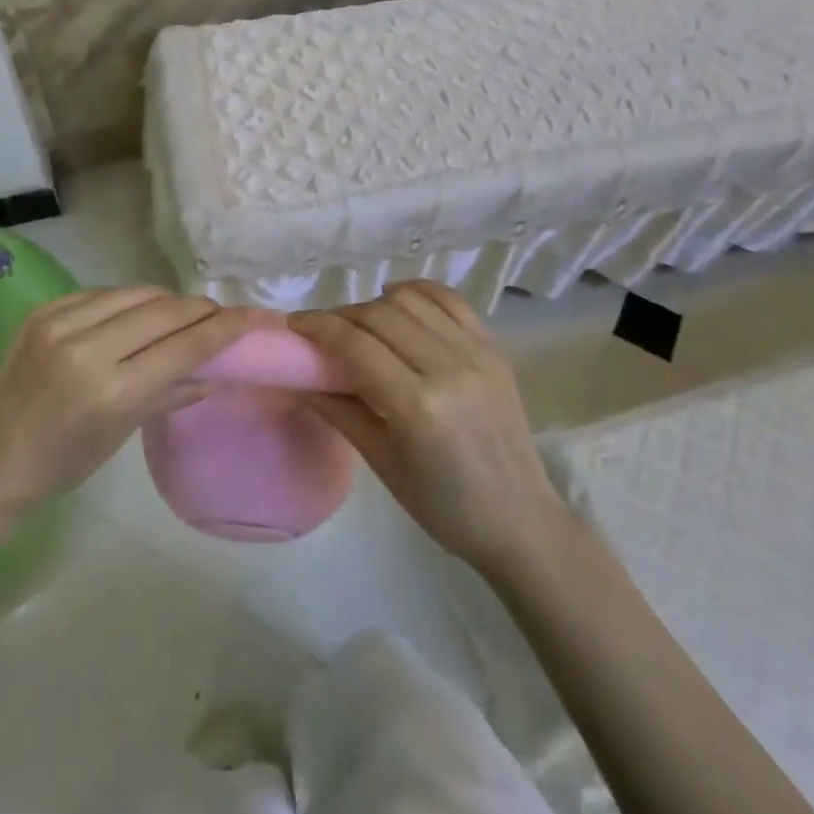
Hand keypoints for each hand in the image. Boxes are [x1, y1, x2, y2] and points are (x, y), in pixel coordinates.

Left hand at [0, 288, 277, 520]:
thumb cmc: (64, 464)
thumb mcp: (124, 433)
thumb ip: (173, 393)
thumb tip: (218, 370)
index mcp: (111, 392)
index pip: (184, 347)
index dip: (225, 328)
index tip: (254, 317)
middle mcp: (86, 348)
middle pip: (165, 310)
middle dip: (200, 310)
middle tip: (220, 317)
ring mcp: (60, 323)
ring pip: (137, 293)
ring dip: (167, 302)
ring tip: (181, 316)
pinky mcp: (43, 311)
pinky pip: (103, 293)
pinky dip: (129, 301)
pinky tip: (137, 315)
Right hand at [290, 281, 564, 575]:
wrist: (520, 520)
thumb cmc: (443, 506)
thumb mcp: (382, 463)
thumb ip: (338, 410)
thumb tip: (297, 378)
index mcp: (418, 406)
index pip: (356, 345)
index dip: (319, 327)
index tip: (294, 325)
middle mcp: (449, 368)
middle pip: (380, 315)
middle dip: (342, 316)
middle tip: (322, 331)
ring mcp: (477, 353)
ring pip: (412, 300)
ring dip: (377, 304)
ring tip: (362, 325)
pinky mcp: (495, 348)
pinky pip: (450, 300)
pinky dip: (418, 293)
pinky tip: (399, 302)